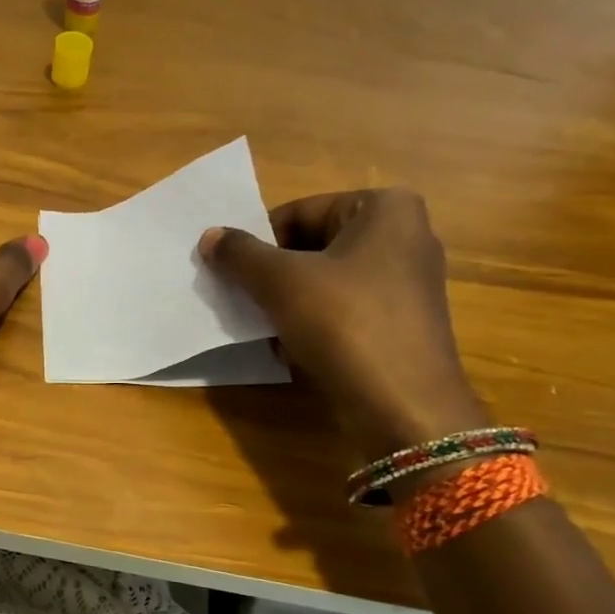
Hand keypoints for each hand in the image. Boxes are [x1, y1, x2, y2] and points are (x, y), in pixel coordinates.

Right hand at [199, 189, 486, 457]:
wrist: (401, 405)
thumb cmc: (344, 323)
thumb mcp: (281, 282)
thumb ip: (240, 254)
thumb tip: (209, 236)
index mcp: (385, 209)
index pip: (300, 213)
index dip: (258, 242)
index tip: (230, 272)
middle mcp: (404, 237)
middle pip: (312, 246)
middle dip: (271, 275)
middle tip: (240, 299)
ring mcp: (405, 285)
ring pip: (325, 282)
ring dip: (286, 303)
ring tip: (260, 327)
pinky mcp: (399, 325)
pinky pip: (342, 312)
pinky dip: (311, 325)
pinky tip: (288, 350)